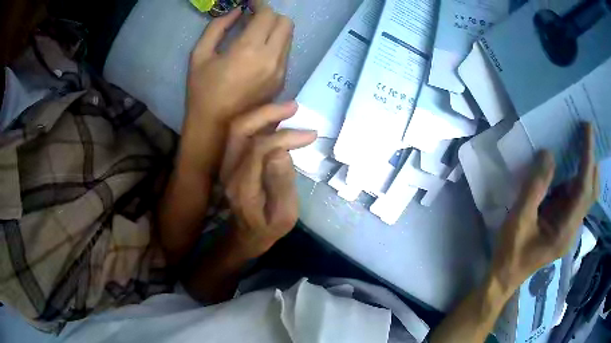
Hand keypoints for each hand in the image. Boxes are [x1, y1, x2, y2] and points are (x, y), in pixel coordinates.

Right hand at [186, 6, 292, 128]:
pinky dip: (276, 44)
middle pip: (286, 24)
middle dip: (271, 15)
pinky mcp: (282, 81)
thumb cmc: (202, 90)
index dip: (260, 5)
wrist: (215, 127)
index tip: (250, 3)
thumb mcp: (200, 54)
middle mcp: (272, 58)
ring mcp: (280, 71)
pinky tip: (259, 49)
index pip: (268, 15)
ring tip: (255, 32)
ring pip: (289, 38)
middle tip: (253, 17)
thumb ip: (218, 27)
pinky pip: (286, 53)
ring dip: (275, 29)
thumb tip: (237, 11)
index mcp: (249, 50)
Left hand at [220, 102, 316, 255]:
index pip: (259, 149)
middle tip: (294, 108)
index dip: (284, 137)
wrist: (246, 236)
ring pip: (237, 129)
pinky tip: (276, 119)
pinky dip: (258, 121)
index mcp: (243, 187)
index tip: (309, 135)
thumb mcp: (284, 215)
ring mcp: (226, 165)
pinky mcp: (229, 161)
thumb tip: (281, 151)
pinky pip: (240, 133)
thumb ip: (282, 184)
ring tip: (288, 109)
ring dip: (262, 114)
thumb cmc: (269, 228)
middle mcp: (229, 171)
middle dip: (268, 113)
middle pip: (240, 131)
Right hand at [492, 123, 598, 289]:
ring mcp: (569, 226)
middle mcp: (572, 228)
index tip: (588, 129)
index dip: (587, 158)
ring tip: (579, 143)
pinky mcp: (563, 224)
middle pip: (591, 192)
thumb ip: (535, 188)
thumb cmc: (511, 252)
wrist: (505, 277)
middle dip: (592, 162)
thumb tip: (548, 154)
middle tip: (585, 134)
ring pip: (585, 194)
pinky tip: (568, 165)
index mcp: (565, 231)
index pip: (583, 190)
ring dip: (585, 168)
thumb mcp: (519, 220)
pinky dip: (575, 177)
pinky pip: (575, 196)